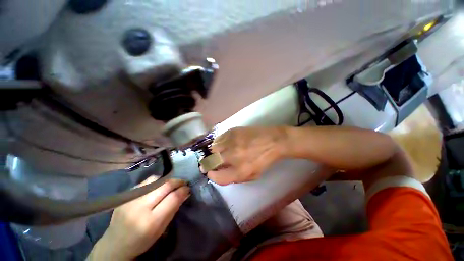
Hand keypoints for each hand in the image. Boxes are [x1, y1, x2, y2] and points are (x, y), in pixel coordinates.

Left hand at [88, 177, 189, 260]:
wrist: (115, 244)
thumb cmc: (142, 241)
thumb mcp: (161, 229)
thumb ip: (173, 209)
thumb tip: (185, 193)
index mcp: (150, 221)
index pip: (172, 198)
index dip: (183, 190)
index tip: (188, 188)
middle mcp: (139, 207)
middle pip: (165, 186)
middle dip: (178, 182)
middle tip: (183, 183)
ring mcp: (131, 198)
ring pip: (157, 180)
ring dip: (168, 180)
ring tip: (172, 184)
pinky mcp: (126, 194)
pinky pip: (147, 181)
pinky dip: (157, 181)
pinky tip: (159, 186)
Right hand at [207, 126, 287, 184]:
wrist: (272, 140)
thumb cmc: (264, 160)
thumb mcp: (252, 175)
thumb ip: (234, 177)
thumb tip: (219, 173)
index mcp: (240, 171)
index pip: (217, 177)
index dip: (212, 176)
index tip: (211, 173)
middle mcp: (233, 156)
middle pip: (210, 162)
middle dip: (207, 164)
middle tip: (208, 163)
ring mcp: (231, 142)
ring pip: (212, 149)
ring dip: (213, 153)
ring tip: (217, 153)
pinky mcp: (232, 131)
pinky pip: (218, 139)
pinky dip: (218, 143)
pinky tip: (223, 144)